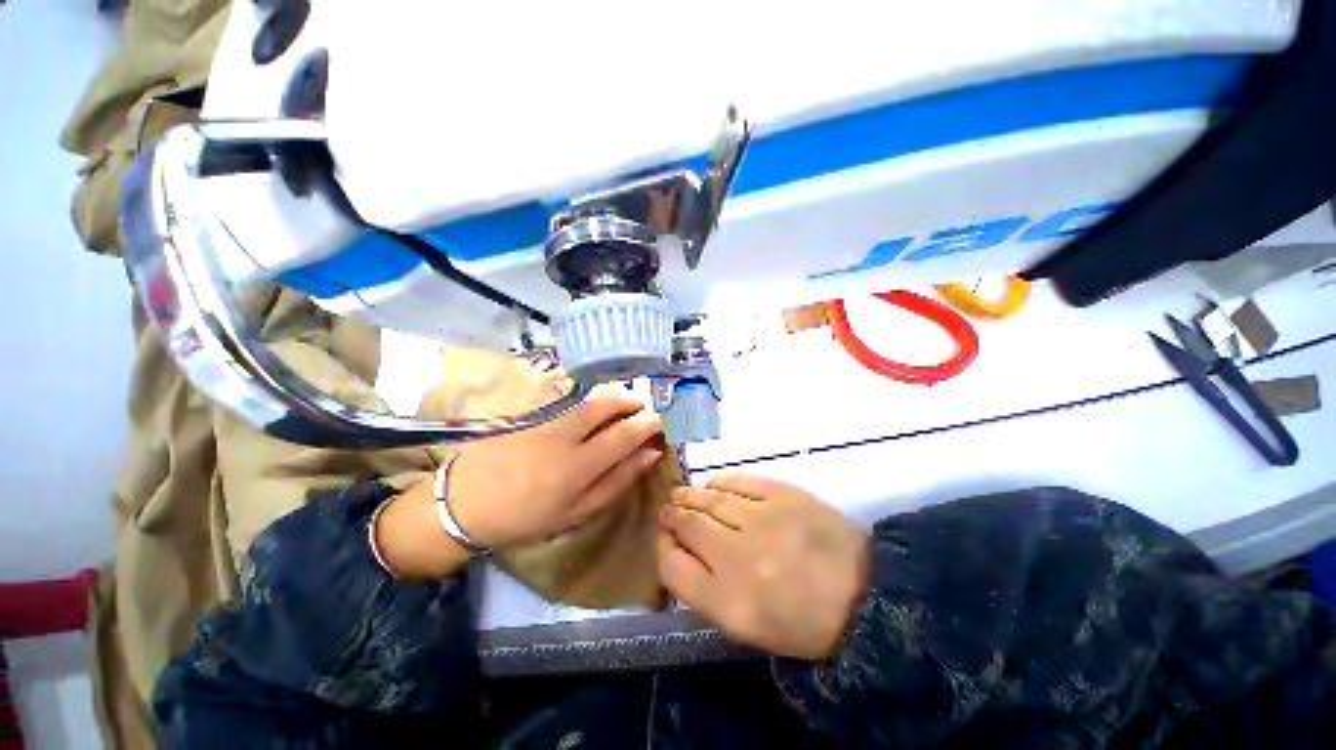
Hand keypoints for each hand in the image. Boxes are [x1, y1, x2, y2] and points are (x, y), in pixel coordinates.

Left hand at [448, 385, 663, 548]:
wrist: (465, 504)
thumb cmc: (526, 517)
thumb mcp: (577, 512)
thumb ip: (616, 482)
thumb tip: (649, 456)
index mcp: (579, 466)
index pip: (626, 434)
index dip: (648, 424)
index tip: (658, 423)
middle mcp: (564, 434)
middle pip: (607, 403)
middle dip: (631, 399)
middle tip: (641, 407)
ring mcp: (544, 417)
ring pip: (587, 393)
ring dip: (611, 393)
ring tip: (621, 402)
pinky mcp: (529, 409)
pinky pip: (563, 390)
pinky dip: (584, 391)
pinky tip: (589, 399)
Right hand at [657, 475, 870, 660]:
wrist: (866, 595)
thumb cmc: (804, 622)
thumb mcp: (748, 626)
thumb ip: (706, 589)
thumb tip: (681, 549)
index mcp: (728, 602)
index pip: (672, 566)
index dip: (663, 547)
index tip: (665, 538)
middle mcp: (738, 557)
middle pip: (687, 524)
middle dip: (672, 514)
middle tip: (670, 510)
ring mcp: (762, 519)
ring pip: (709, 498)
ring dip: (690, 495)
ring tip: (682, 494)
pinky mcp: (783, 494)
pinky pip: (739, 481)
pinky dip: (721, 482)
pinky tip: (714, 485)